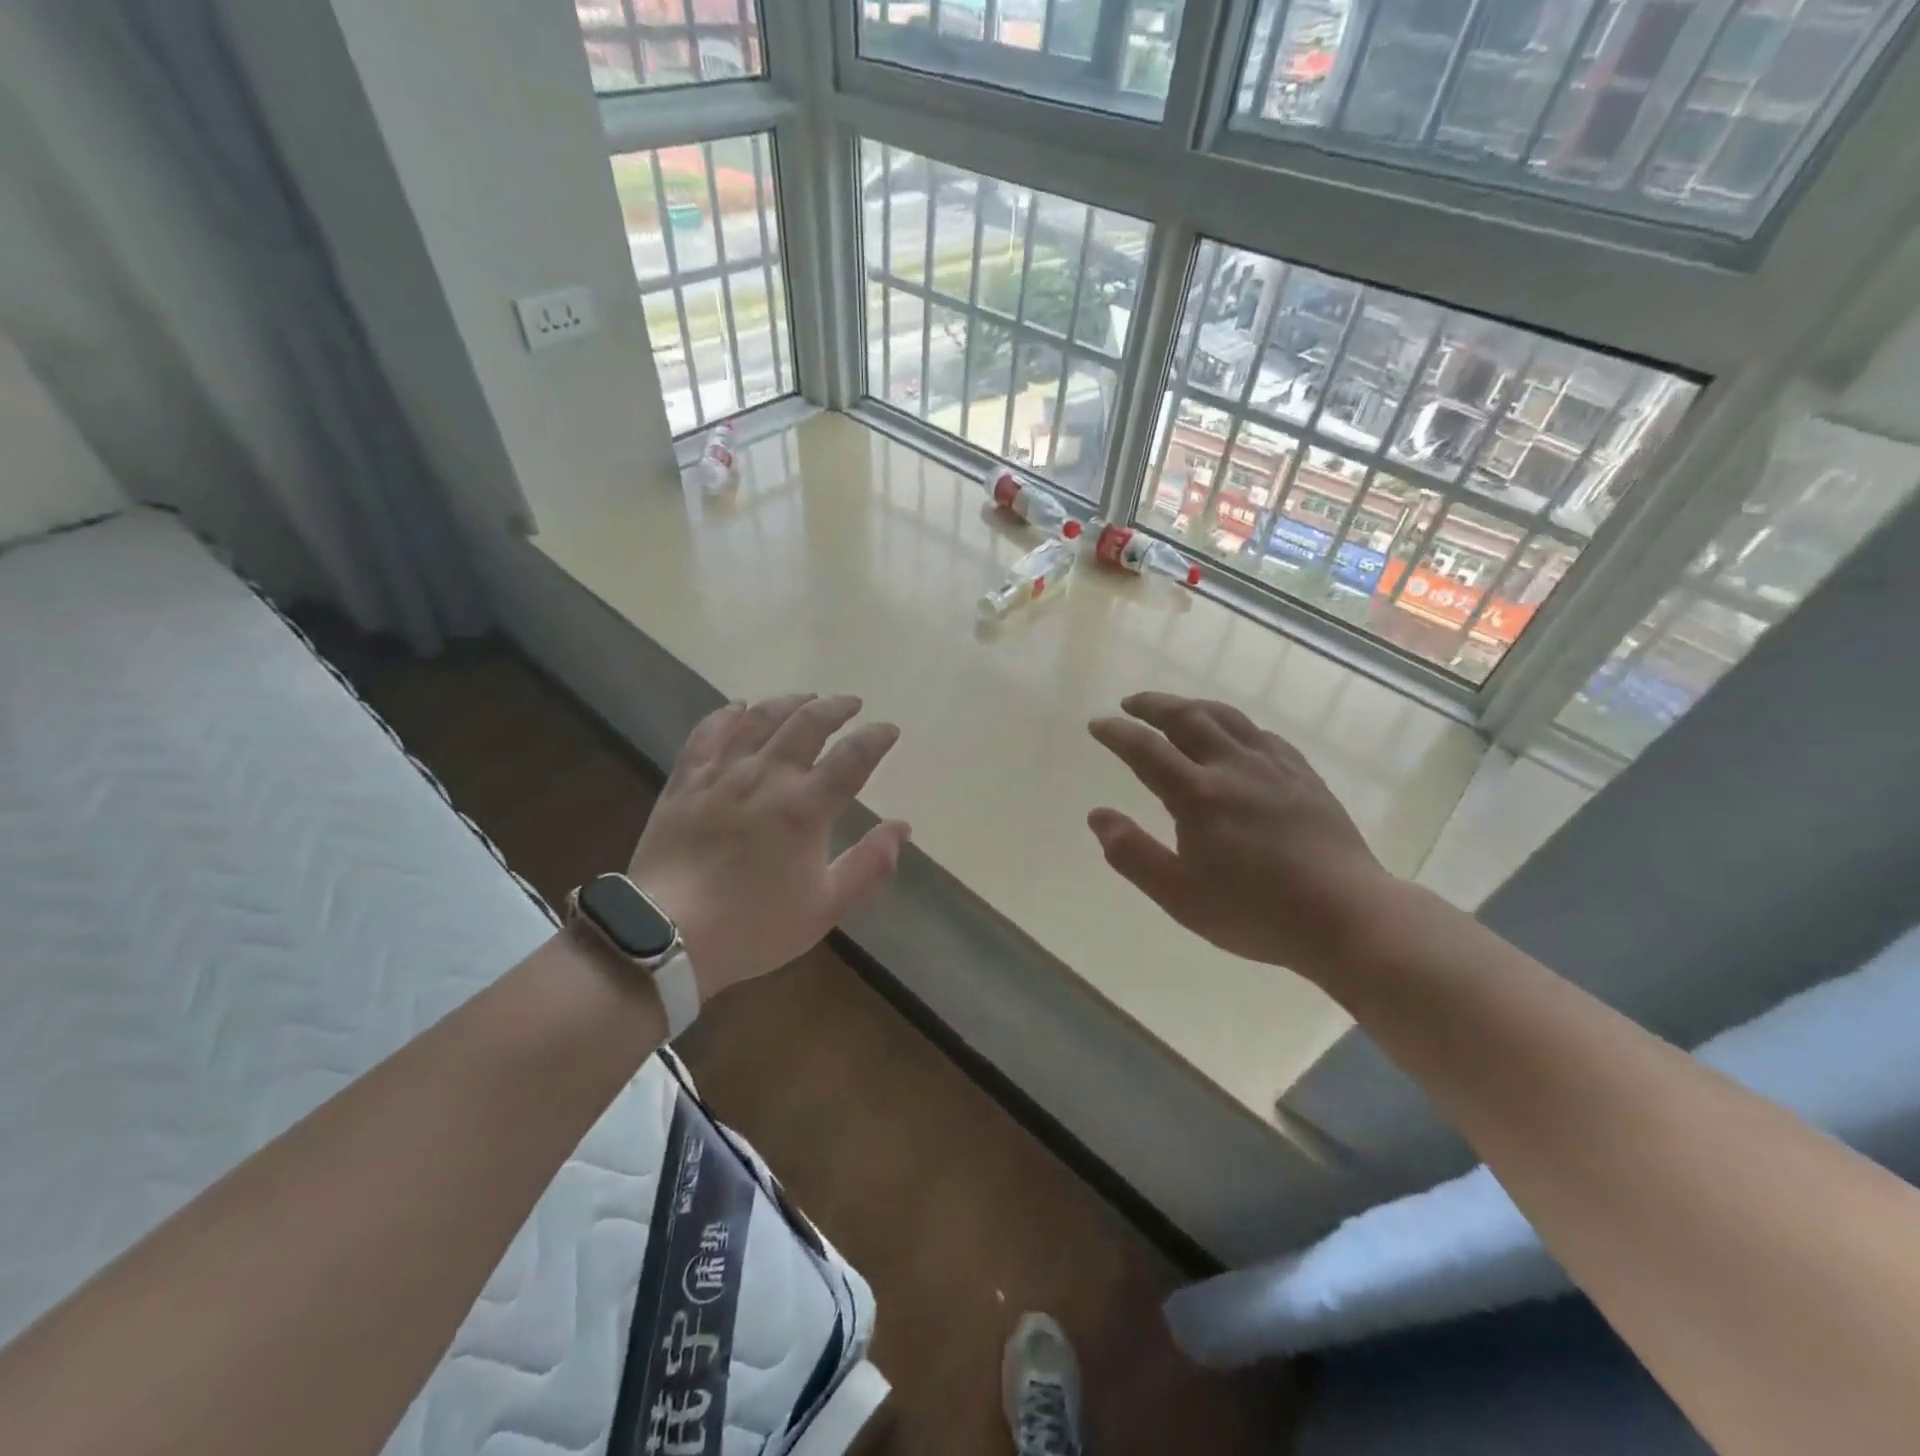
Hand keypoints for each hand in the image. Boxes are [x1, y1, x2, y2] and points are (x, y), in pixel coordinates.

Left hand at [628, 694, 909, 999]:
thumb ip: (869, 866)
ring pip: (760, 719)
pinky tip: (739, 708)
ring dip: (789, 702)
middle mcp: (766, 777)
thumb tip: (902, 827)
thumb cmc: (753, 926)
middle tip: (851, 704)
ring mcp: (721, 774)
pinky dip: (728, 714)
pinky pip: (708, 732)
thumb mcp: (825, 908)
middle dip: (836, 708)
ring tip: (806, 698)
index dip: (875, 738)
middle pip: (807, 724)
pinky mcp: (685, 780)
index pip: (852, 757)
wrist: (666, 936)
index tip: (889, 729)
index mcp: (805, 807)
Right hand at [1087, 692, 1393, 983]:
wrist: (1346, 915)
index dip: (1117, 733)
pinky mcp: (1304, 776)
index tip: (1097, 724)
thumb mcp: (1180, 896)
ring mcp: (1274, 767)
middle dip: (1153, 705)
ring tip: (1175, 708)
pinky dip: (1235, 724)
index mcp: (1198, 795)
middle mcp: (1233, 767)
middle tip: (1131, 703)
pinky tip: (1235, 735)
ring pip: (1227, 718)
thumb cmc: (1255, 912)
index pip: (1146, 749)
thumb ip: (1133, 854)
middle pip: (1187, 718)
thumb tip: (1097, 815)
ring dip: (1193, 706)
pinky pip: (1263, 734)